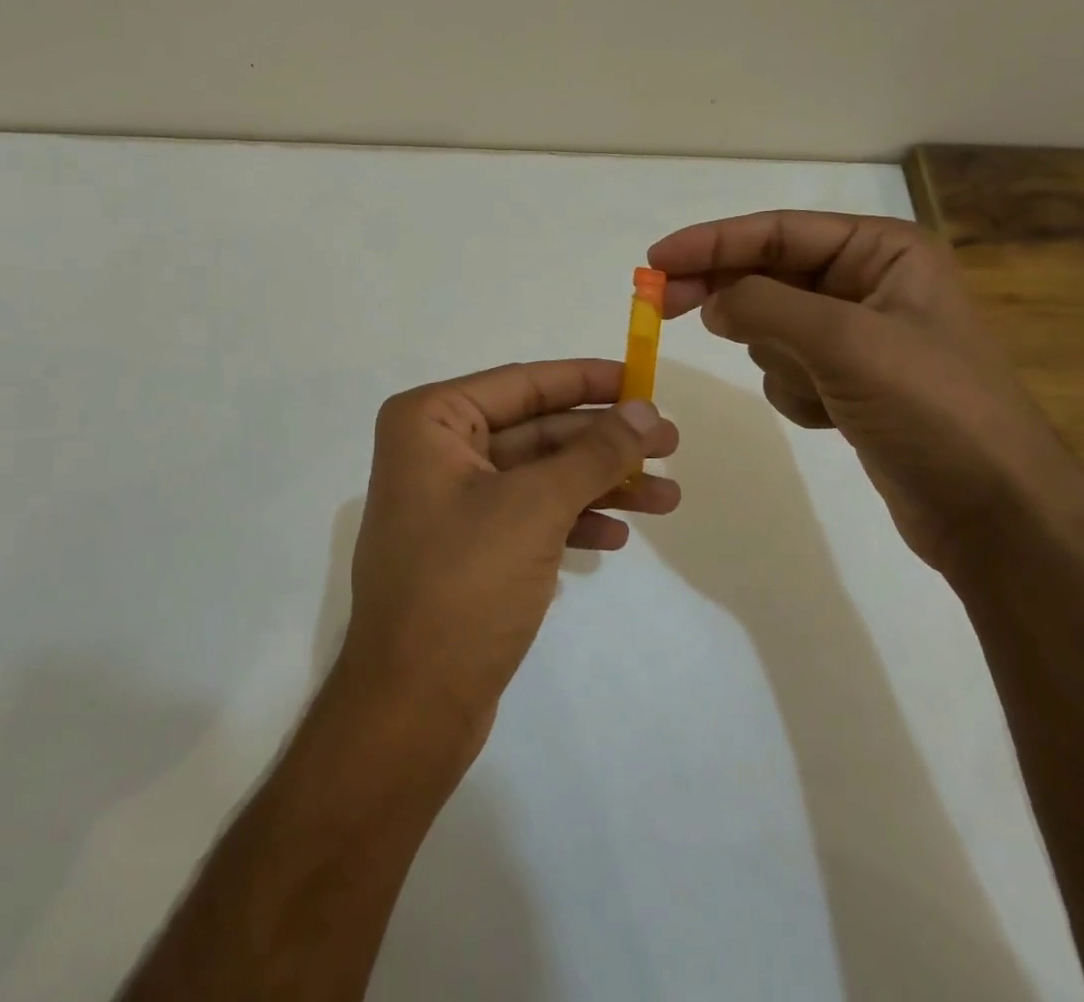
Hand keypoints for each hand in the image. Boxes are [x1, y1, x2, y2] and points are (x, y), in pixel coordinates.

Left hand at [339, 360, 679, 756]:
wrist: (412, 705)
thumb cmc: (465, 583)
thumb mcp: (536, 507)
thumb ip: (594, 454)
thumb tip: (645, 410)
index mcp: (430, 421)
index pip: (522, 384)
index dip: (587, 379)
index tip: (643, 378)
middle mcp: (435, 451)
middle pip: (536, 429)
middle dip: (603, 440)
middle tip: (671, 442)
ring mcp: (451, 501)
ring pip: (539, 476)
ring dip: (600, 484)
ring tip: (668, 498)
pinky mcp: (468, 547)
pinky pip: (529, 516)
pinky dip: (572, 521)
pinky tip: (617, 537)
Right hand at [648, 212, 1083, 572]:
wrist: (992, 511)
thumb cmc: (931, 408)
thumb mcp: (843, 342)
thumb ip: (764, 306)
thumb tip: (711, 301)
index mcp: (882, 252)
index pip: (778, 232)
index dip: (711, 243)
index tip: (656, 261)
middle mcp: (868, 283)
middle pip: (766, 275)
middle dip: (727, 296)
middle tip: (663, 307)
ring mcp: (856, 335)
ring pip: (771, 326)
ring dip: (778, 358)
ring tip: (820, 390)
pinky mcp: (847, 381)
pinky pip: (786, 368)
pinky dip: (794, 391)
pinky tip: (831, 416)